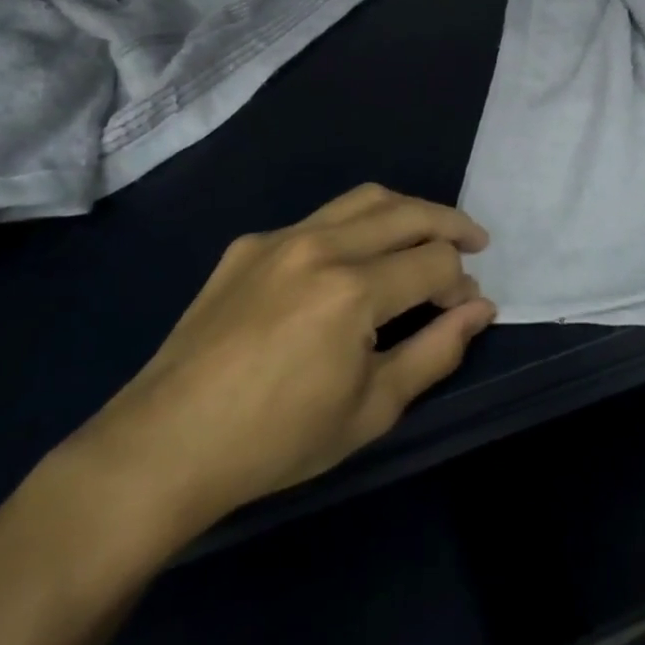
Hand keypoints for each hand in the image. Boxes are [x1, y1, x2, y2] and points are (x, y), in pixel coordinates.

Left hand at [63, 184, 494, 554]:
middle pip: (408, 211)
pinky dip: (354, 227)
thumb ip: (436, 352)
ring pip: (364, 198)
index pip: (435, 261)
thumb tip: (480, 310)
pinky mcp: (249, 244)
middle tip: (475, 242)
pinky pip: (317, 219)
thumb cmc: (276, 440)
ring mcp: (280, 238)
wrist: (164, 446)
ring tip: (427, 231)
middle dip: (451, 224)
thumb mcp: (371, 409)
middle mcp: (321, 245)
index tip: (466, 309)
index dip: (462, 283)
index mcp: (353, 289)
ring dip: (407, 210)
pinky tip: (352, 260)